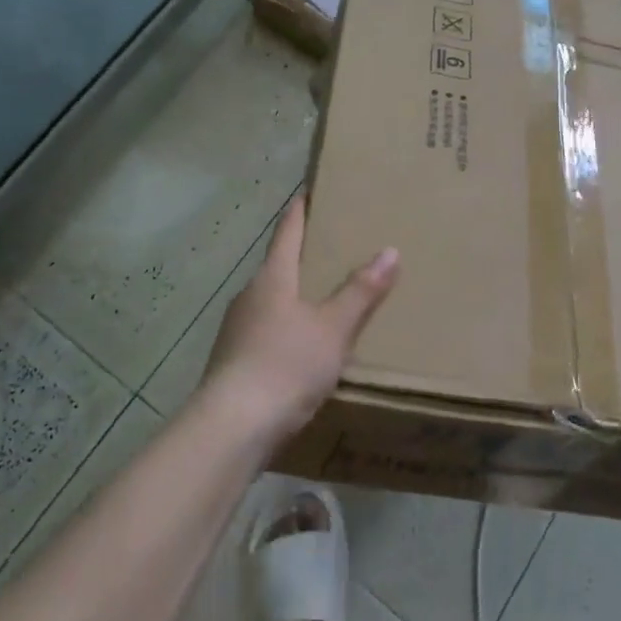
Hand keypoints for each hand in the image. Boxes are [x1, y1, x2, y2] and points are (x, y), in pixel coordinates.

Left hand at [202, 196, 398, 449]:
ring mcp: (236, 330)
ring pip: (271, 301)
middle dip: (304, 256)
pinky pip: (265, 332)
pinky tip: (302, 349)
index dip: (301, 209)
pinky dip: (286, 329)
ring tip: (325, 300)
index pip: (288, 231)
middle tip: (335, 248)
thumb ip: (361, 292)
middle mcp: (249, 295)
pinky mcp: (232, 363)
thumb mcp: (334, 329)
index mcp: (272, 277)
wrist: (230, 430)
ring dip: (294, 296)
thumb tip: (390, 250)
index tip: (310, 190)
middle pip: (279, 265)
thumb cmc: (285, 365)